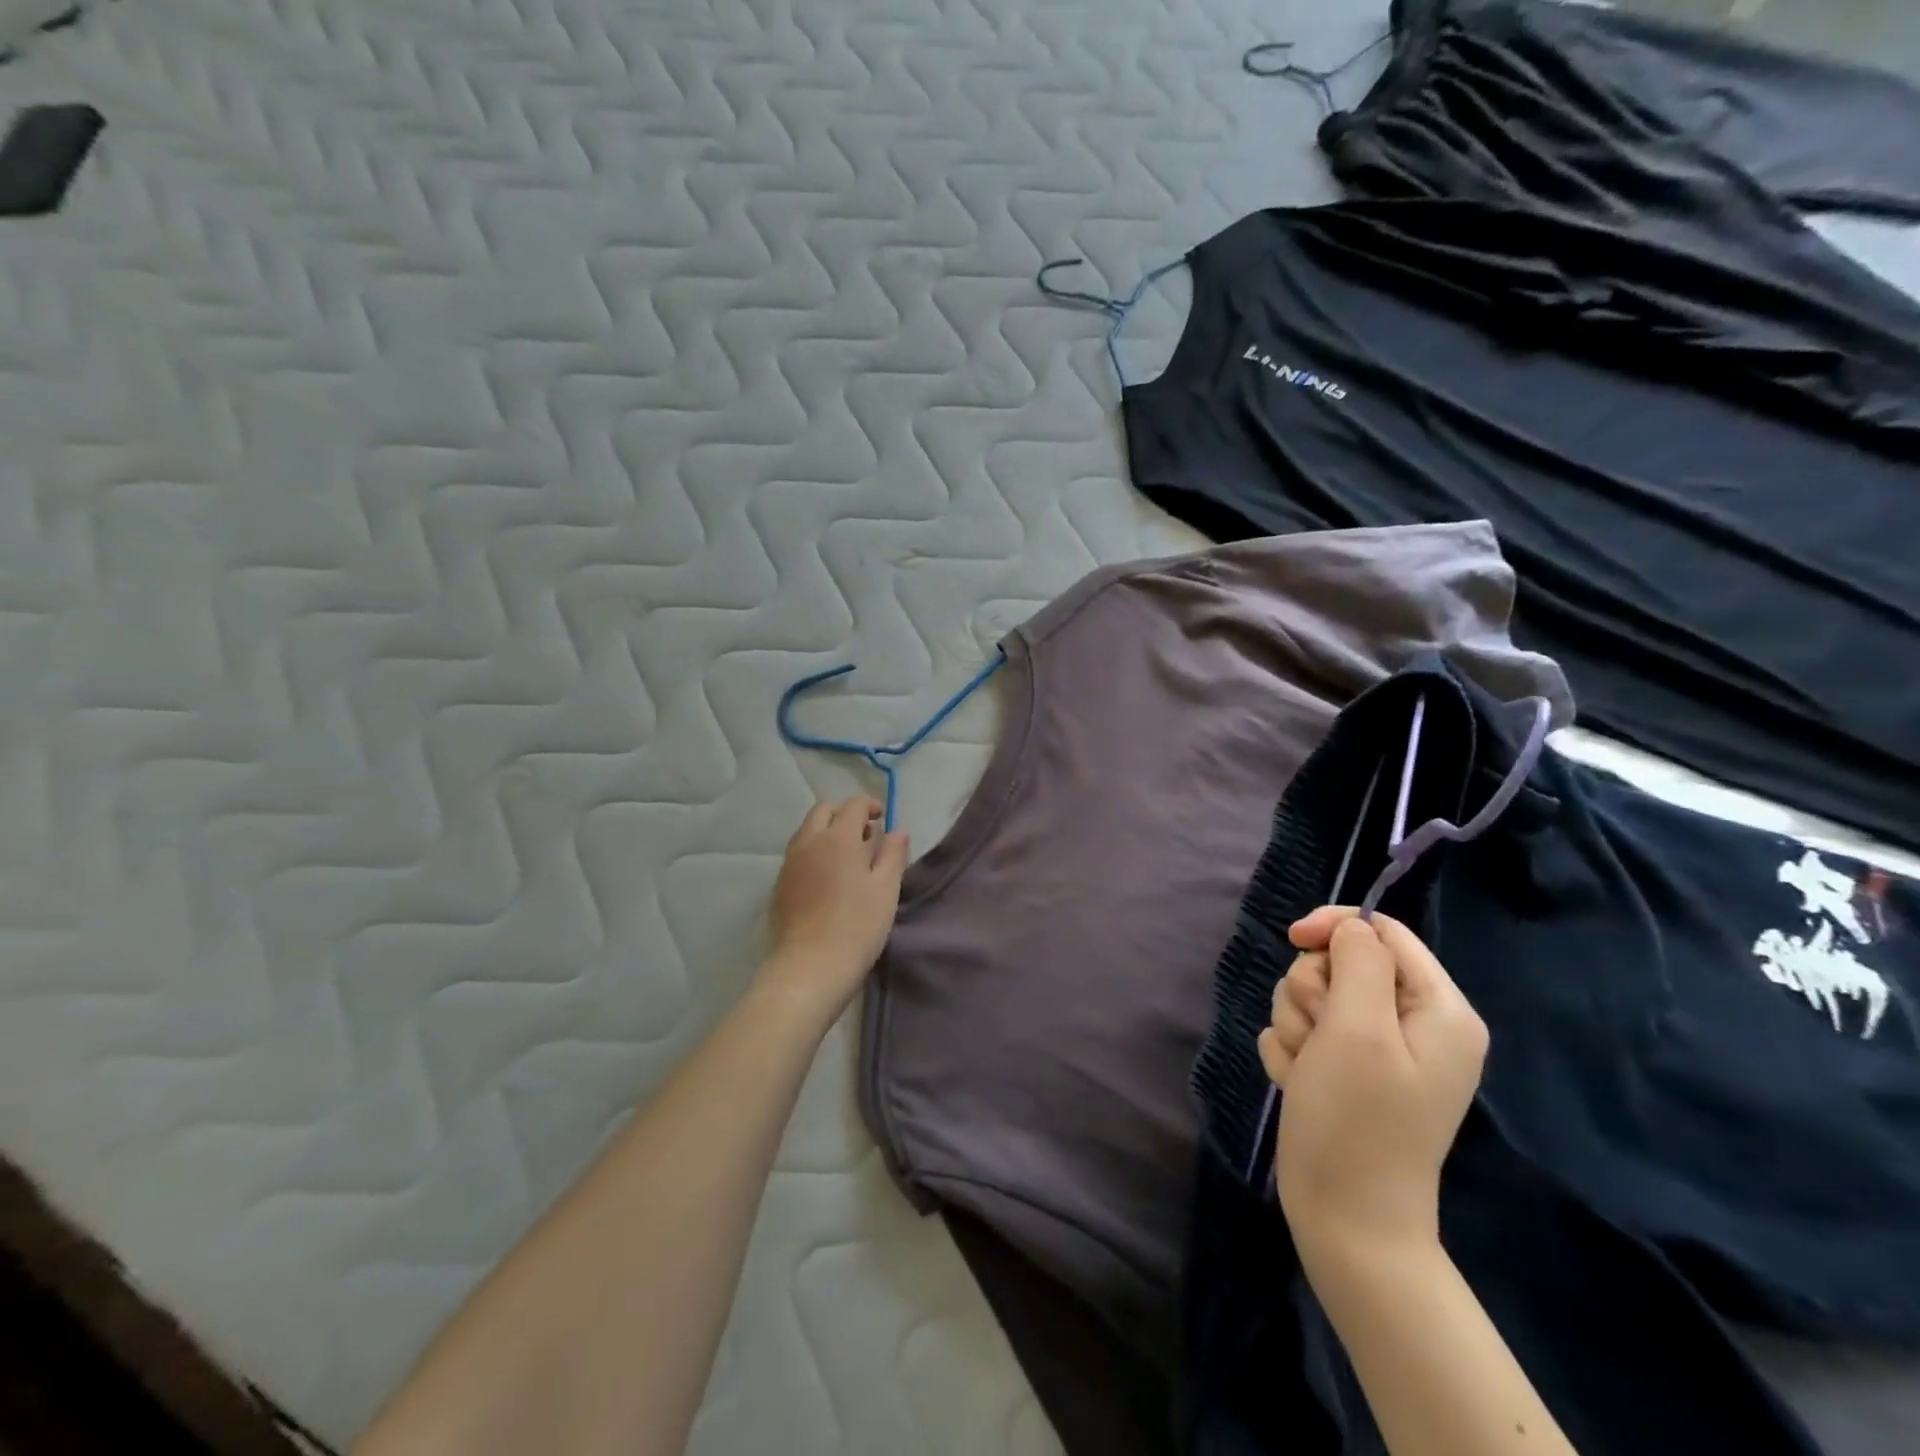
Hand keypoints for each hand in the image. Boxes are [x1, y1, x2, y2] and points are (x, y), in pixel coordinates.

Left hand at [764, 796, 909, 1014]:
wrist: (810, 967)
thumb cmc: (857, 926)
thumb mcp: (886, 890)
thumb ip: (893, 854)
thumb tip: (898, 830)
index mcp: (837, 838)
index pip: (852, 805)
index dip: (870, 805)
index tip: (883, 819)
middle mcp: (808, 842)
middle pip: (823, 810)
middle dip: (844, 813)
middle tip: (865, 833)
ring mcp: (790, 863)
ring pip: (806, 830)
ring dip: (827, 831)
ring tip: (847, 856)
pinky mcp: (779, 885)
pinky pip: (797, 853)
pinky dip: (814, 851)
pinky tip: (827, 877)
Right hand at [1259, 907, 1487, 1261]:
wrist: (1345, 1219)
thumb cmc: (1357, 1121)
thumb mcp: (1359, 1029)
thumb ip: (1358, 962)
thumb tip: (1352, 929)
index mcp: (1439, 1010)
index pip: (1383, 932)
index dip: (1334, 927)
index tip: (1292, 938)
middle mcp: (1412, 1024)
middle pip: (1340, 962)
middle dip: (1312, 991)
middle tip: (1319, 1037)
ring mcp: (1377, 1051)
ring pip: (1312, 995)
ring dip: (1297, 1026)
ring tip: (1309, 1070)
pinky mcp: (1344, 1071)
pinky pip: (1300, 1031)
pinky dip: (1292, 1052)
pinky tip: (1301, 1085)